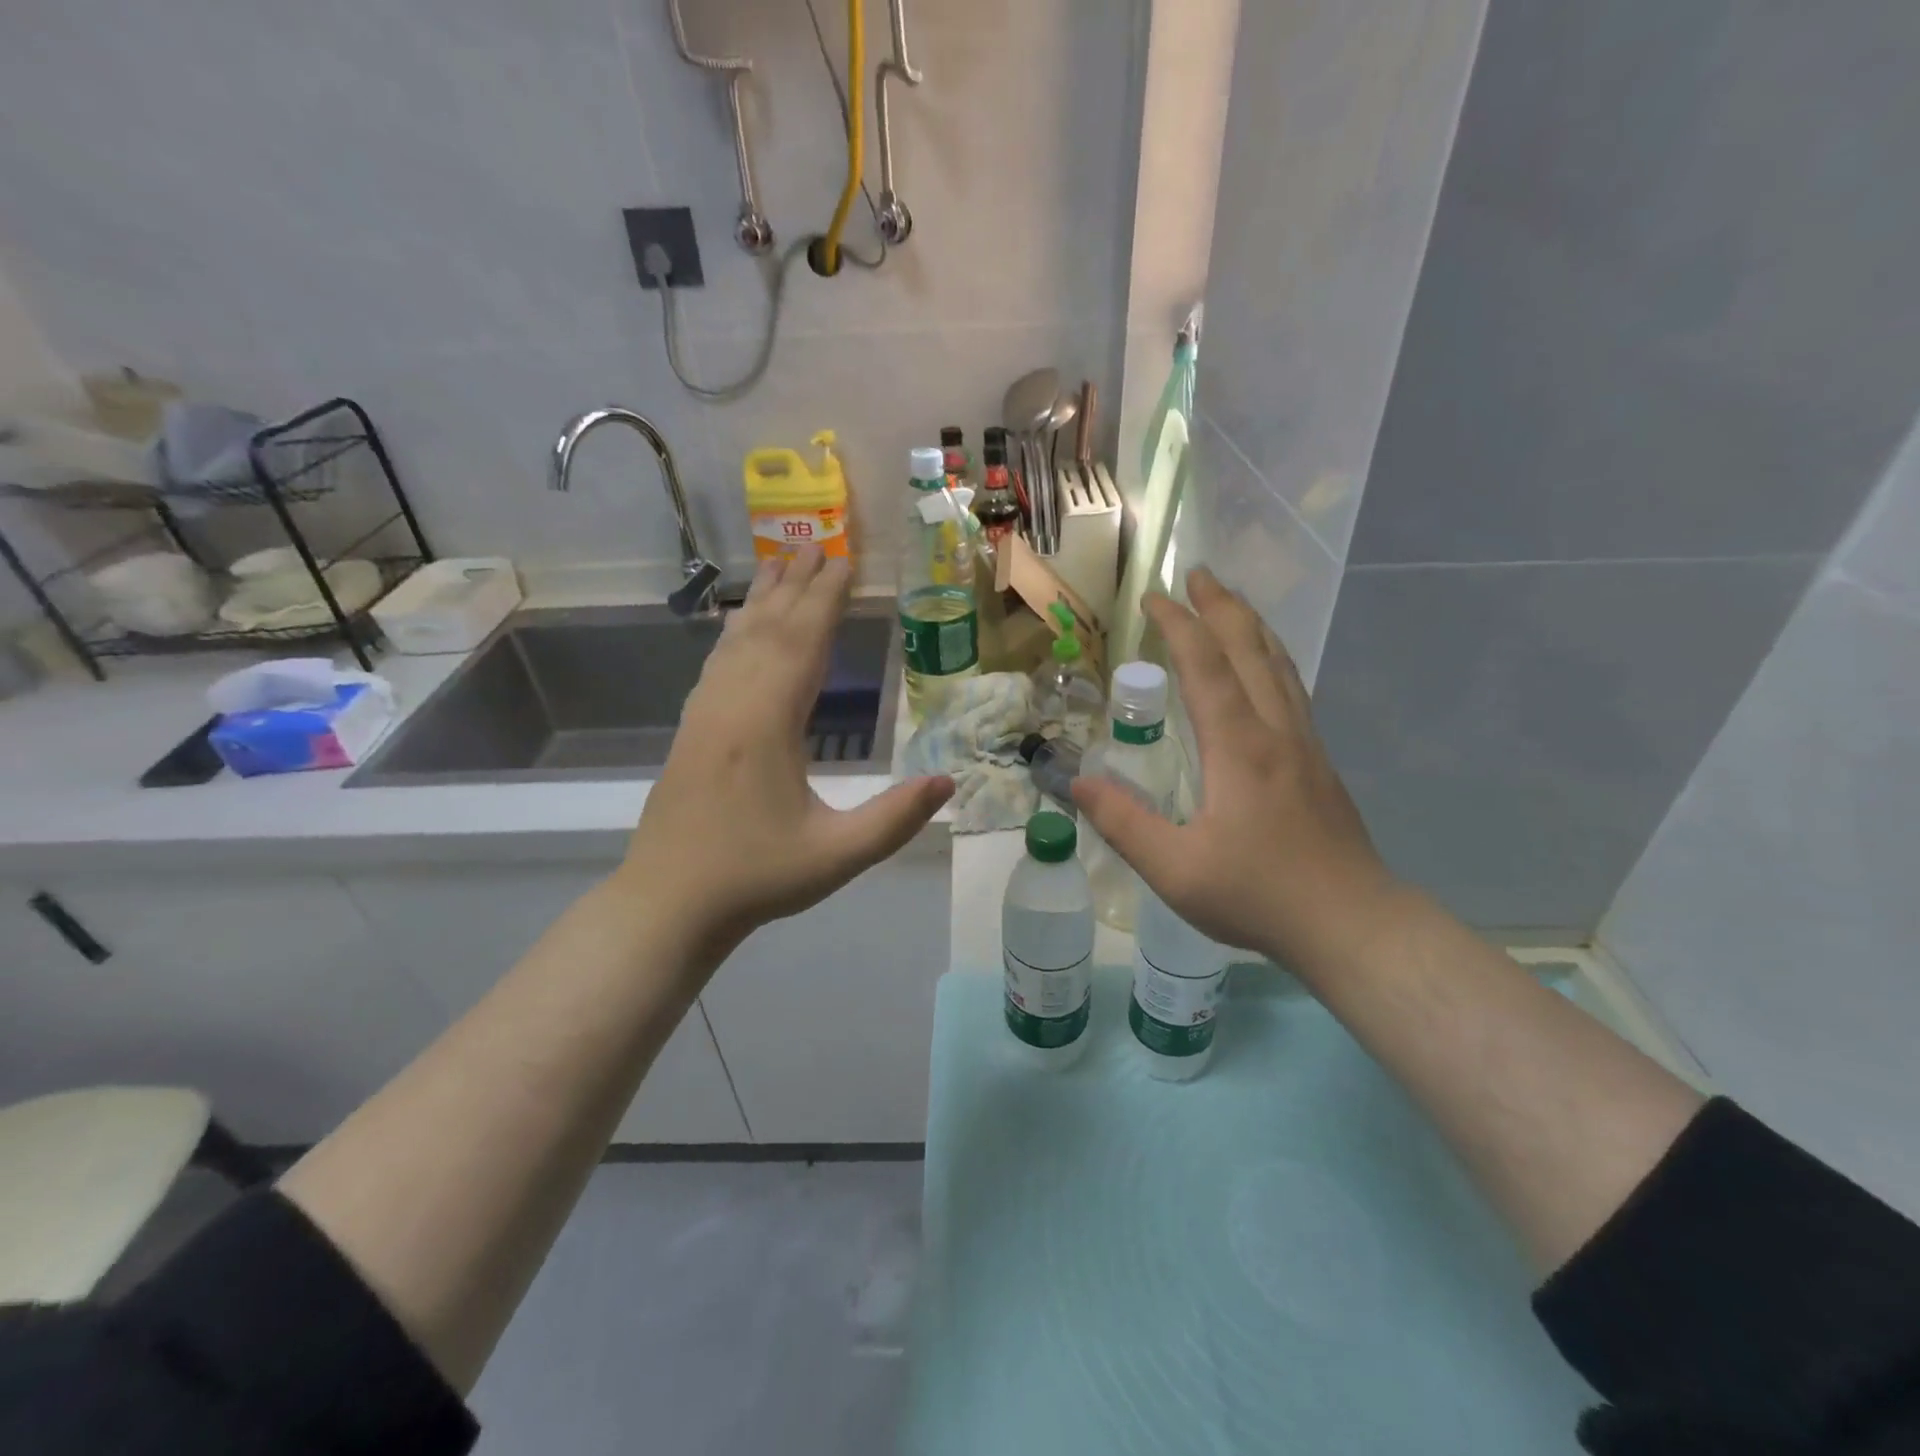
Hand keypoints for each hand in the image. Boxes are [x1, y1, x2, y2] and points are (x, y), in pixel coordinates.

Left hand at [620, 548, 953, 965]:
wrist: (668, 903)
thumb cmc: (755, 878)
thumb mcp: (836, 856)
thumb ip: (895, 818)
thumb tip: (950, 781)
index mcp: (767, 723)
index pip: (803, 642)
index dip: (827, 599)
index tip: (846, 559)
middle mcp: (732, 703)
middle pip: (769, 629)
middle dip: (798, 585)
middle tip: (822, 545)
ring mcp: (705, 713)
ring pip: (738, 640)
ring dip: (765, 600)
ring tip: (783, 565)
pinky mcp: (691, 729)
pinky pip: (718, 662)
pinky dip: (736, 632)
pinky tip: (738, 625)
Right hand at [1072, 567, 1396, 969]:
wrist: (1351, 923)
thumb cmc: (1258, 894)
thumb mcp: (1175, 869)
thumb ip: (1123, 823)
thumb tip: (1077, 783)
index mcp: (1239, 747)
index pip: (1205, 666)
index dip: (1178, 625)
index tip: (1153, 597)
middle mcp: (1276, 731)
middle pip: (1251, 649)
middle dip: (1222, 607)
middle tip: (1199, 574)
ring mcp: (1305, 744)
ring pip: (1281, 665)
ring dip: (1252, 627)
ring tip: (1231, 603)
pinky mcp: (1319, 763)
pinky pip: (1293, 689)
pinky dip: (1272, 659)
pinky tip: (1266, 669)